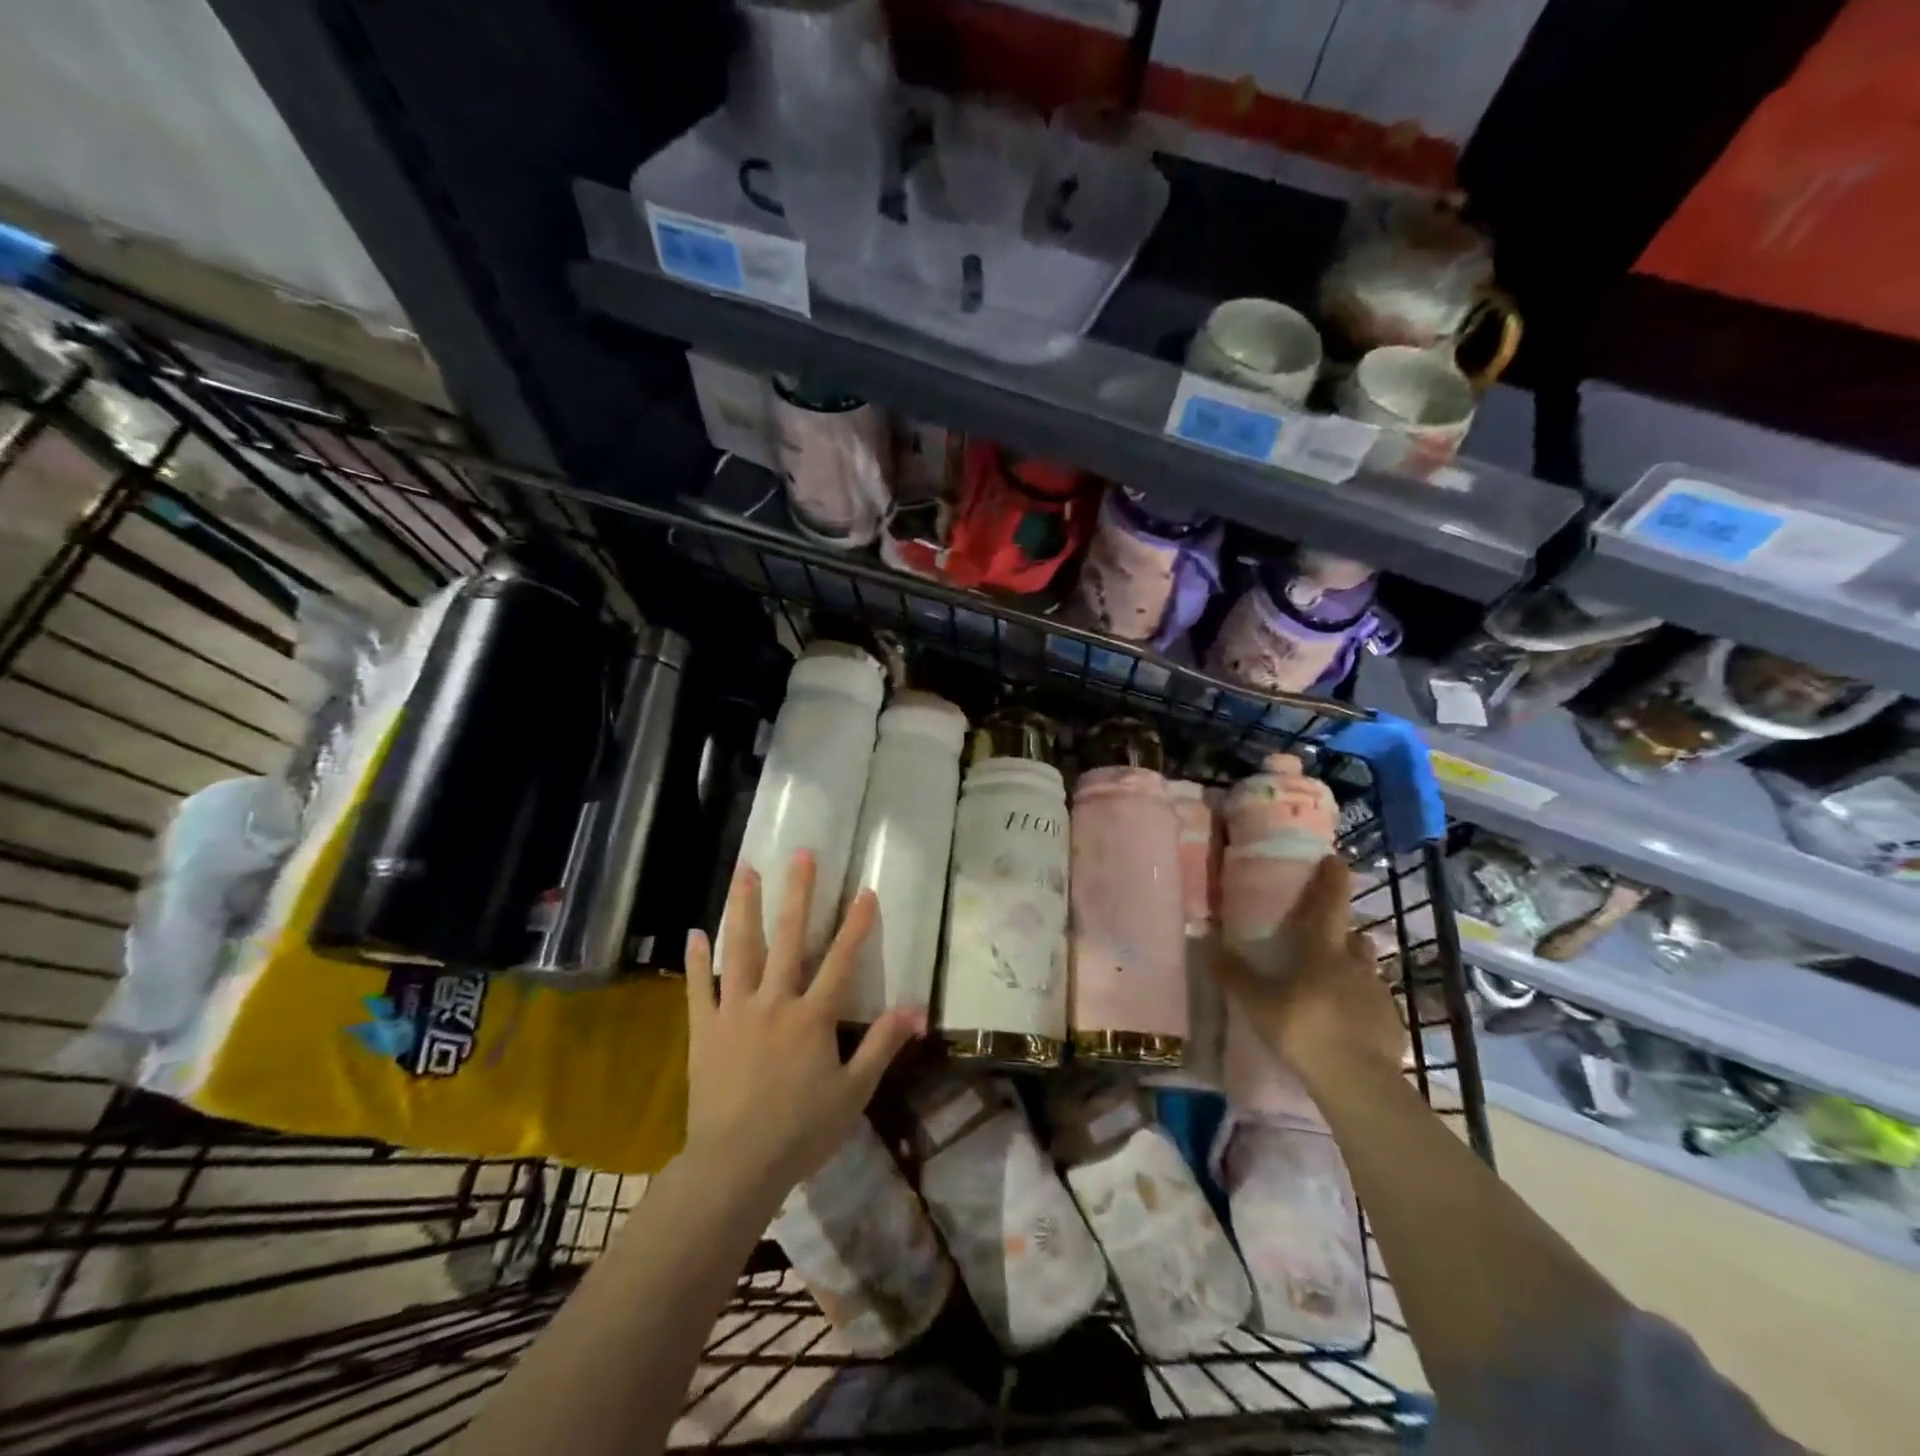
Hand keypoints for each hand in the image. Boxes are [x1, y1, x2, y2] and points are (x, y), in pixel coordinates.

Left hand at [682, 851, 925, 1201]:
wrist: (735, 1165)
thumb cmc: (801, 1130)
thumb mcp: (854, 1092)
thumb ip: (882, 1045)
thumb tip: (917, 1009)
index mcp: (813, 1016)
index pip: (841, 960)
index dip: (855, 924)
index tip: (864, 889)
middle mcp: (774, 1002)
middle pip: (788, 939)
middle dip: (797, 894)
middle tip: (799, 854)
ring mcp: (735, 1012)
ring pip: (740, 950)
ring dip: (744, 908)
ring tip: (745, 870)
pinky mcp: (704, 1030)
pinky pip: (698, 989)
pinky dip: (695, 960)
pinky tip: (694, 932)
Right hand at [1208, 854, 1403, 1079]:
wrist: (1358, 1081)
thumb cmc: (1302, 1028)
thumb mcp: (1256, 1001)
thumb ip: (1231, 971)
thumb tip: (1203, 936)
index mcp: (1322, 950)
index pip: (1330, 904)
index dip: (1332, 879)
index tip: (1335, 858)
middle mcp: (1355, 964)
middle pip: (1354, 937)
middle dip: (1343, 932)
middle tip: (1325, 937)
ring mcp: (1378, 995)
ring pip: (1366, 970)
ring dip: (1353, 967)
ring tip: (1334, 982)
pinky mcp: (1391, 1024)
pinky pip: (1374, 1004)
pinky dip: (1361, 1004)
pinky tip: (1347, 1021)